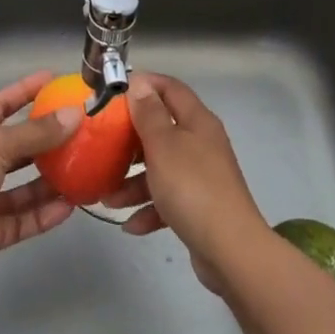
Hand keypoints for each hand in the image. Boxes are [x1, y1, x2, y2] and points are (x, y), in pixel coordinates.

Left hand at [0, 71, 82, 290]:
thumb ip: (35, 132)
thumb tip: (75, 113)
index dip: (23, 91)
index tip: (52, 80)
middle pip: (13, 147)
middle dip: (43, 139)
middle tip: (78, 129)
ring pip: (21, 187)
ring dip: (49, 180)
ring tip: (82, 169)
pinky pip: (22, 220)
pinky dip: (44, 214)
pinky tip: (71, 206)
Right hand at [100, 73, 269, 294]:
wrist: (230, 250)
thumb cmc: (192, 187)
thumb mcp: (164, 145)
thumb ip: (149, 114)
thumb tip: (140, 83)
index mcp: (197, 122)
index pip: (171, 88)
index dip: (145, 84)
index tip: (115, 92)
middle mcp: (201, 144)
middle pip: (162, 130)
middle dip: (131, 141)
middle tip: (103, 146)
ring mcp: (201, 177)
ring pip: (161, 169)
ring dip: (134, 182)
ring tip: (108, 199)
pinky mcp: (199, 207)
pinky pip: (168, 201)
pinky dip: (149, 210)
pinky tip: (131, 225)